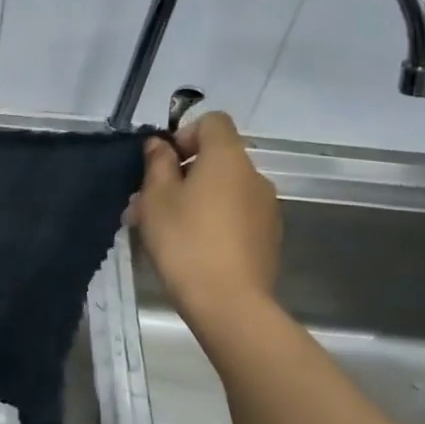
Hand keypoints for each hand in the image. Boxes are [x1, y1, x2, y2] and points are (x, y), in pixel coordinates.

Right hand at [130, 111, 280, 319]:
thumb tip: (160, 145)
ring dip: (200, 197)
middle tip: (154, 202)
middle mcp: (254, 175)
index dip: (186, 134)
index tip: (164, 163)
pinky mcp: (269, 235)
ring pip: (226, 188)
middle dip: (186, 171)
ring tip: (171, 228)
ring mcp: (267, 207)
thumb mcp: (156, 199)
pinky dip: (217, 218)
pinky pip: (238, 213)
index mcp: (227, 158)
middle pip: (219, 157)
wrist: (228, 302)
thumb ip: (157, 164)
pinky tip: (196, 247)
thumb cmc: (185, 241)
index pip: (213, 121)